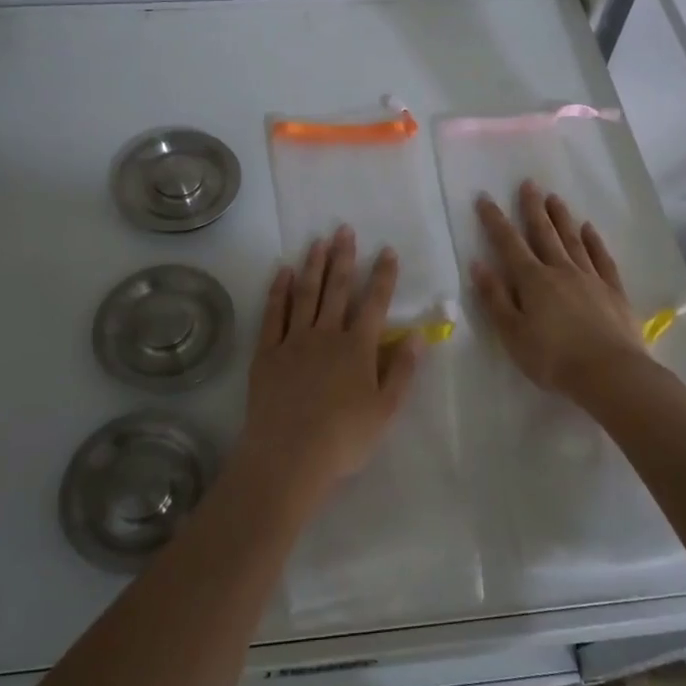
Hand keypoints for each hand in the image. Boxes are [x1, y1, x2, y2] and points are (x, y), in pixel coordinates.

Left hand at [238, 225, 421, 502]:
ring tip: (317, 241)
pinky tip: (282, 273)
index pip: (374, 303)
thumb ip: (403, 370)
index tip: (387, 251)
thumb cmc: (343, 438)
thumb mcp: (385, 410)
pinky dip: (278, 291)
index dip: (383, 276)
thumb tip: (419, 334)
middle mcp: (326, 334)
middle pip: (336, 289)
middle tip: (344, 230)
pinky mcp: (267, 352)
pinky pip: (273, 314)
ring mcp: (293, 340)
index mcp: (358, 348)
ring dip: (312, 265)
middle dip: (343, 258)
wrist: (289, 456)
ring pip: (305, 294)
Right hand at [471, 182, 648, 401]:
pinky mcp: (613, 291)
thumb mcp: (513, 334)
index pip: (509, 244)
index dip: (495, 221)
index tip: (485, 198)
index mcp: (533, 281)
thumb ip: (496, 298)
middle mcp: (561, 271)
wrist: (610, 373)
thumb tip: (478, 264)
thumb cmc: (553, 359)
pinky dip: (594, 242)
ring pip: (573, 240)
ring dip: (562, 218)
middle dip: (533, 208)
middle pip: (544, 233)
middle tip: (528, 183)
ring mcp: (590, 278)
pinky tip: (589, 229)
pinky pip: (602, 259)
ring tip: (554, 198)